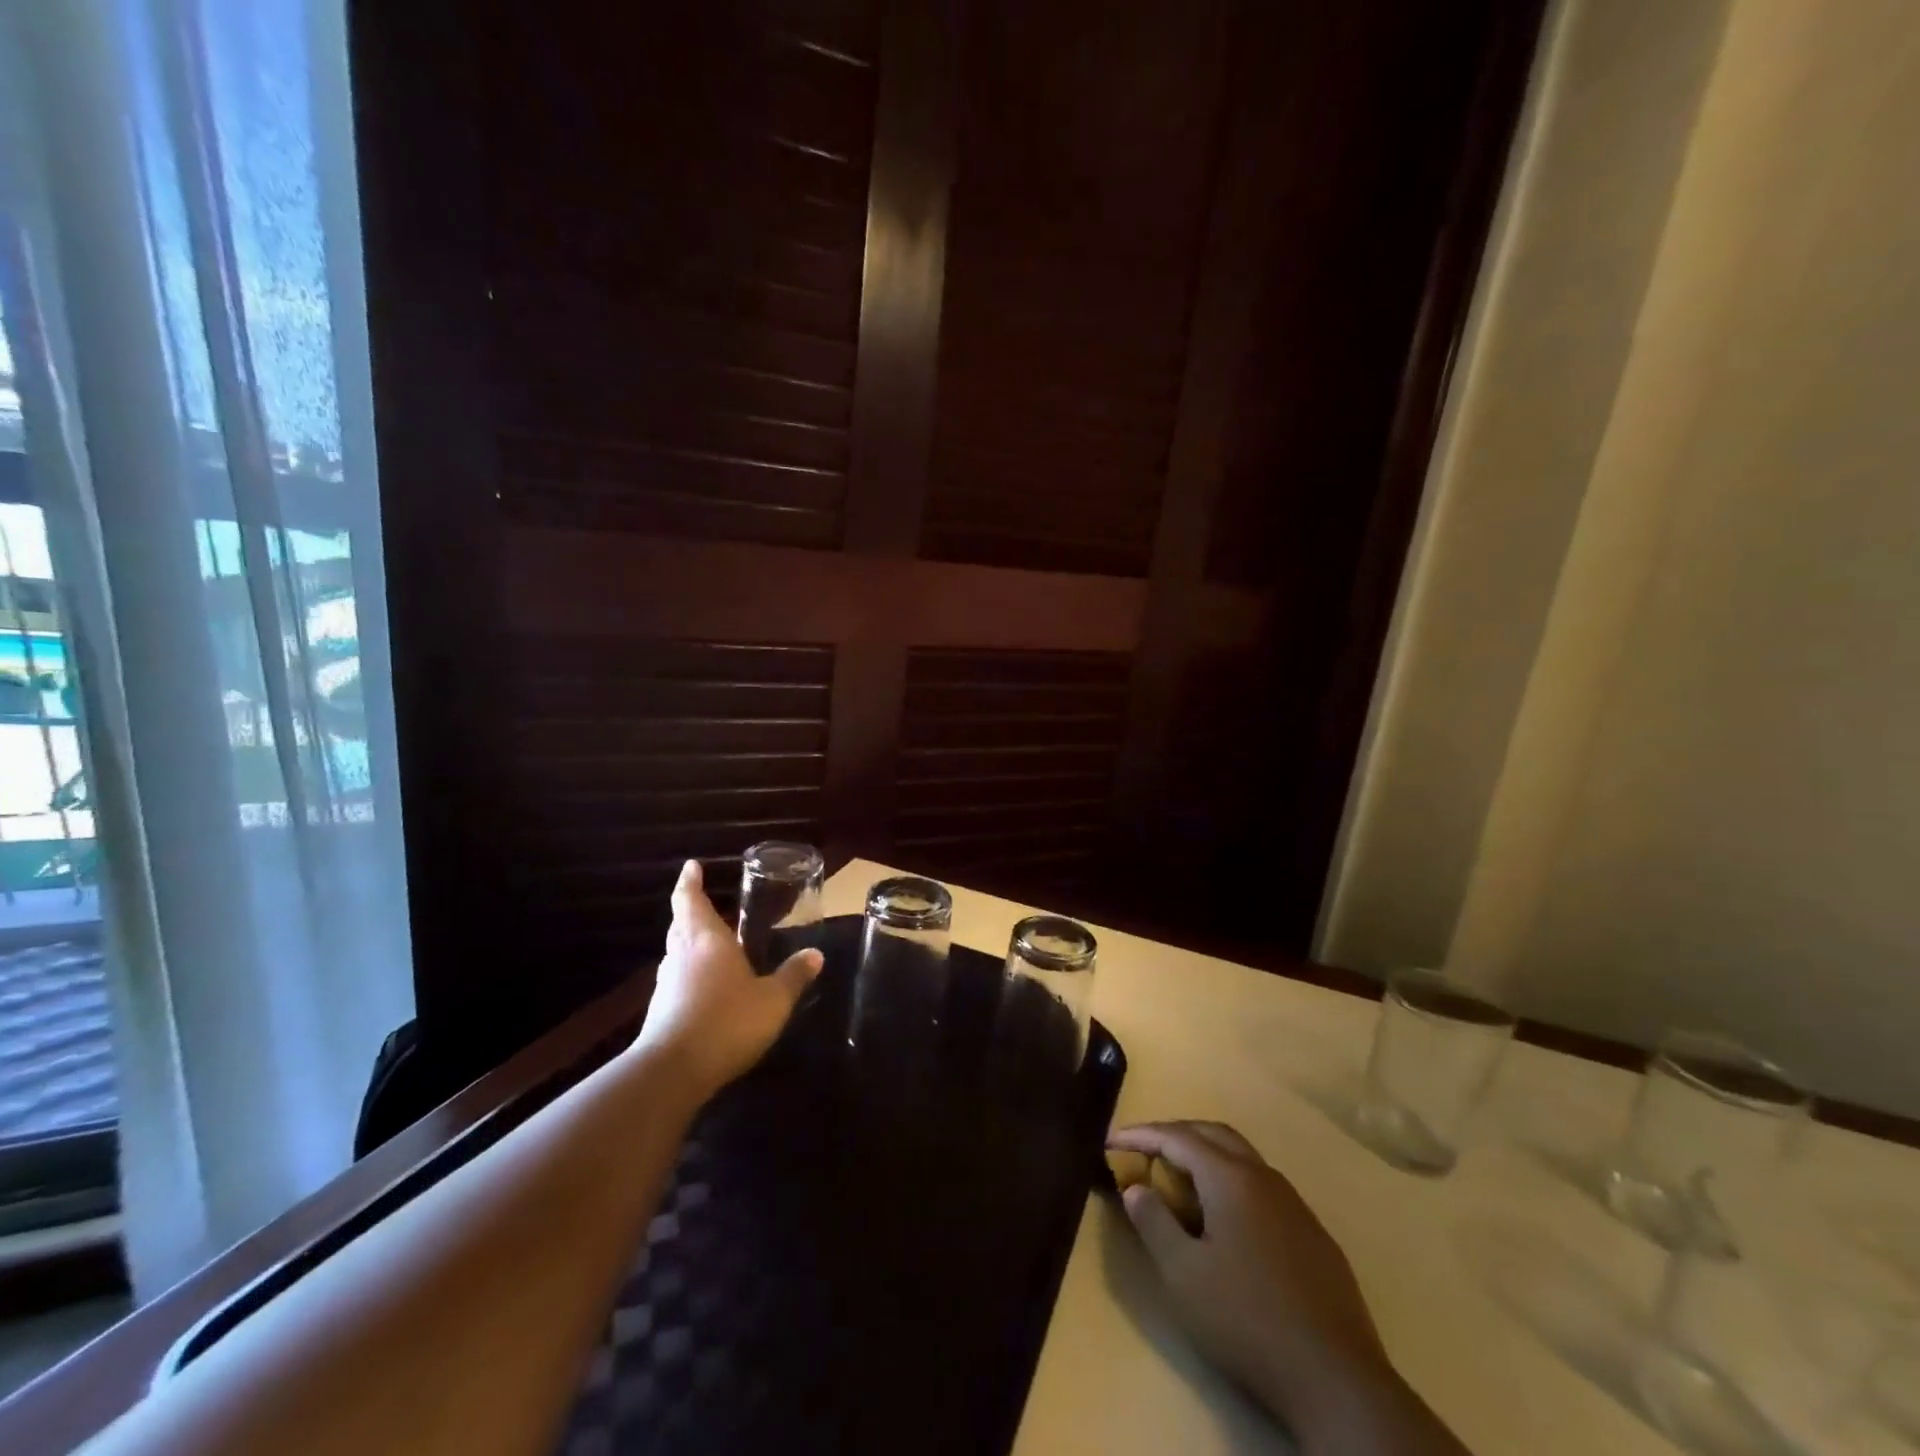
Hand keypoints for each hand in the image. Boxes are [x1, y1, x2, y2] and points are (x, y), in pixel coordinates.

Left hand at [632, 860, 822, 1098]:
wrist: (672, 1071)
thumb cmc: (727, 1022)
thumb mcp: (773, 1000)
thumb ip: (793, 977)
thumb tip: (816, 954)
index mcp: (707, 941)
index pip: (692, 901)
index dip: (690, 882)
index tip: (691, 866)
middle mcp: (682, 955)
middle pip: (681, 924)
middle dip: (689, 910)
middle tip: (701, 900)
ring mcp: (666, 984)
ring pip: (676, 952)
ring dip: (688, 942)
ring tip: (708, 942)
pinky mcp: (660, 1011)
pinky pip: (675, 980)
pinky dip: (688, 973)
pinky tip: (703, 986)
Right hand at [1109, 1121, 1464, 1454]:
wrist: (1337, 1379)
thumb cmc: (1247, 1320)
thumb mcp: (1183, 1275)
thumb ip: (1154, 1223)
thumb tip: (1136, 1187)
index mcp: (1230, 1178)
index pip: (1177, 1137)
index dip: (1141, 1135)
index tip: (1111, 1141)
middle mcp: (1264, 1177)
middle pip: (1214, 1134)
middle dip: (1175, 1133)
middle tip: (1144, 1149)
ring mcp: (1295, 1205)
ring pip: (1243, 1158)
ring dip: (1207, 1156)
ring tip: (1180, 1179)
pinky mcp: (1314, 1236)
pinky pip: (1264, 1188)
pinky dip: (1233, 1183)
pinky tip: (1227, 1220)